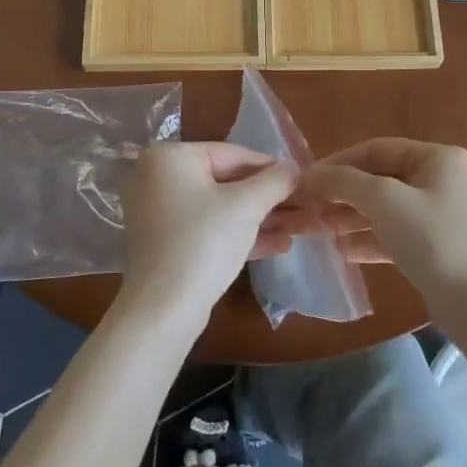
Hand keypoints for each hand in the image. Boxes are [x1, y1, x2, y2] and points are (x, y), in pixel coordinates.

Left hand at [117, 143, 297, 330]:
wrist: (162, 311)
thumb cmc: (203, 243)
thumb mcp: (246, 206)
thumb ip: (275, 180)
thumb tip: (293, 167)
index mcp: (171, 157)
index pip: (234, 154)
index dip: (273, 169)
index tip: (304, 181)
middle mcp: (159, 178)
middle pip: (228, 182)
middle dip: (270, 199)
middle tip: (307, 207)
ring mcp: (162, 213)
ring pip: (222, 208)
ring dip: (263, 218)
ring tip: (303, 227)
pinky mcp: (169, 244)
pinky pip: (210, 229)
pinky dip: (241, 235)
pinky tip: (280, 245)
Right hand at [297, 139, 466, 313]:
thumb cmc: (434, 241)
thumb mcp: (385, 202)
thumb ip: (345, 182)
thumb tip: (311, 174)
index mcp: (439, 158)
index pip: (377, 149)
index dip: (339, 162)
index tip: (306, 180)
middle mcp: (444, 179)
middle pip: (382, 178)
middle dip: (344, 193)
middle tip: (310, 207)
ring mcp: (444, 214)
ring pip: (388, 208)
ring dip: (353, 217)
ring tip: (321, 230)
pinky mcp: (440, 246)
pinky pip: (398, 233)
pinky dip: (371, 239)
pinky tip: (344, 252)